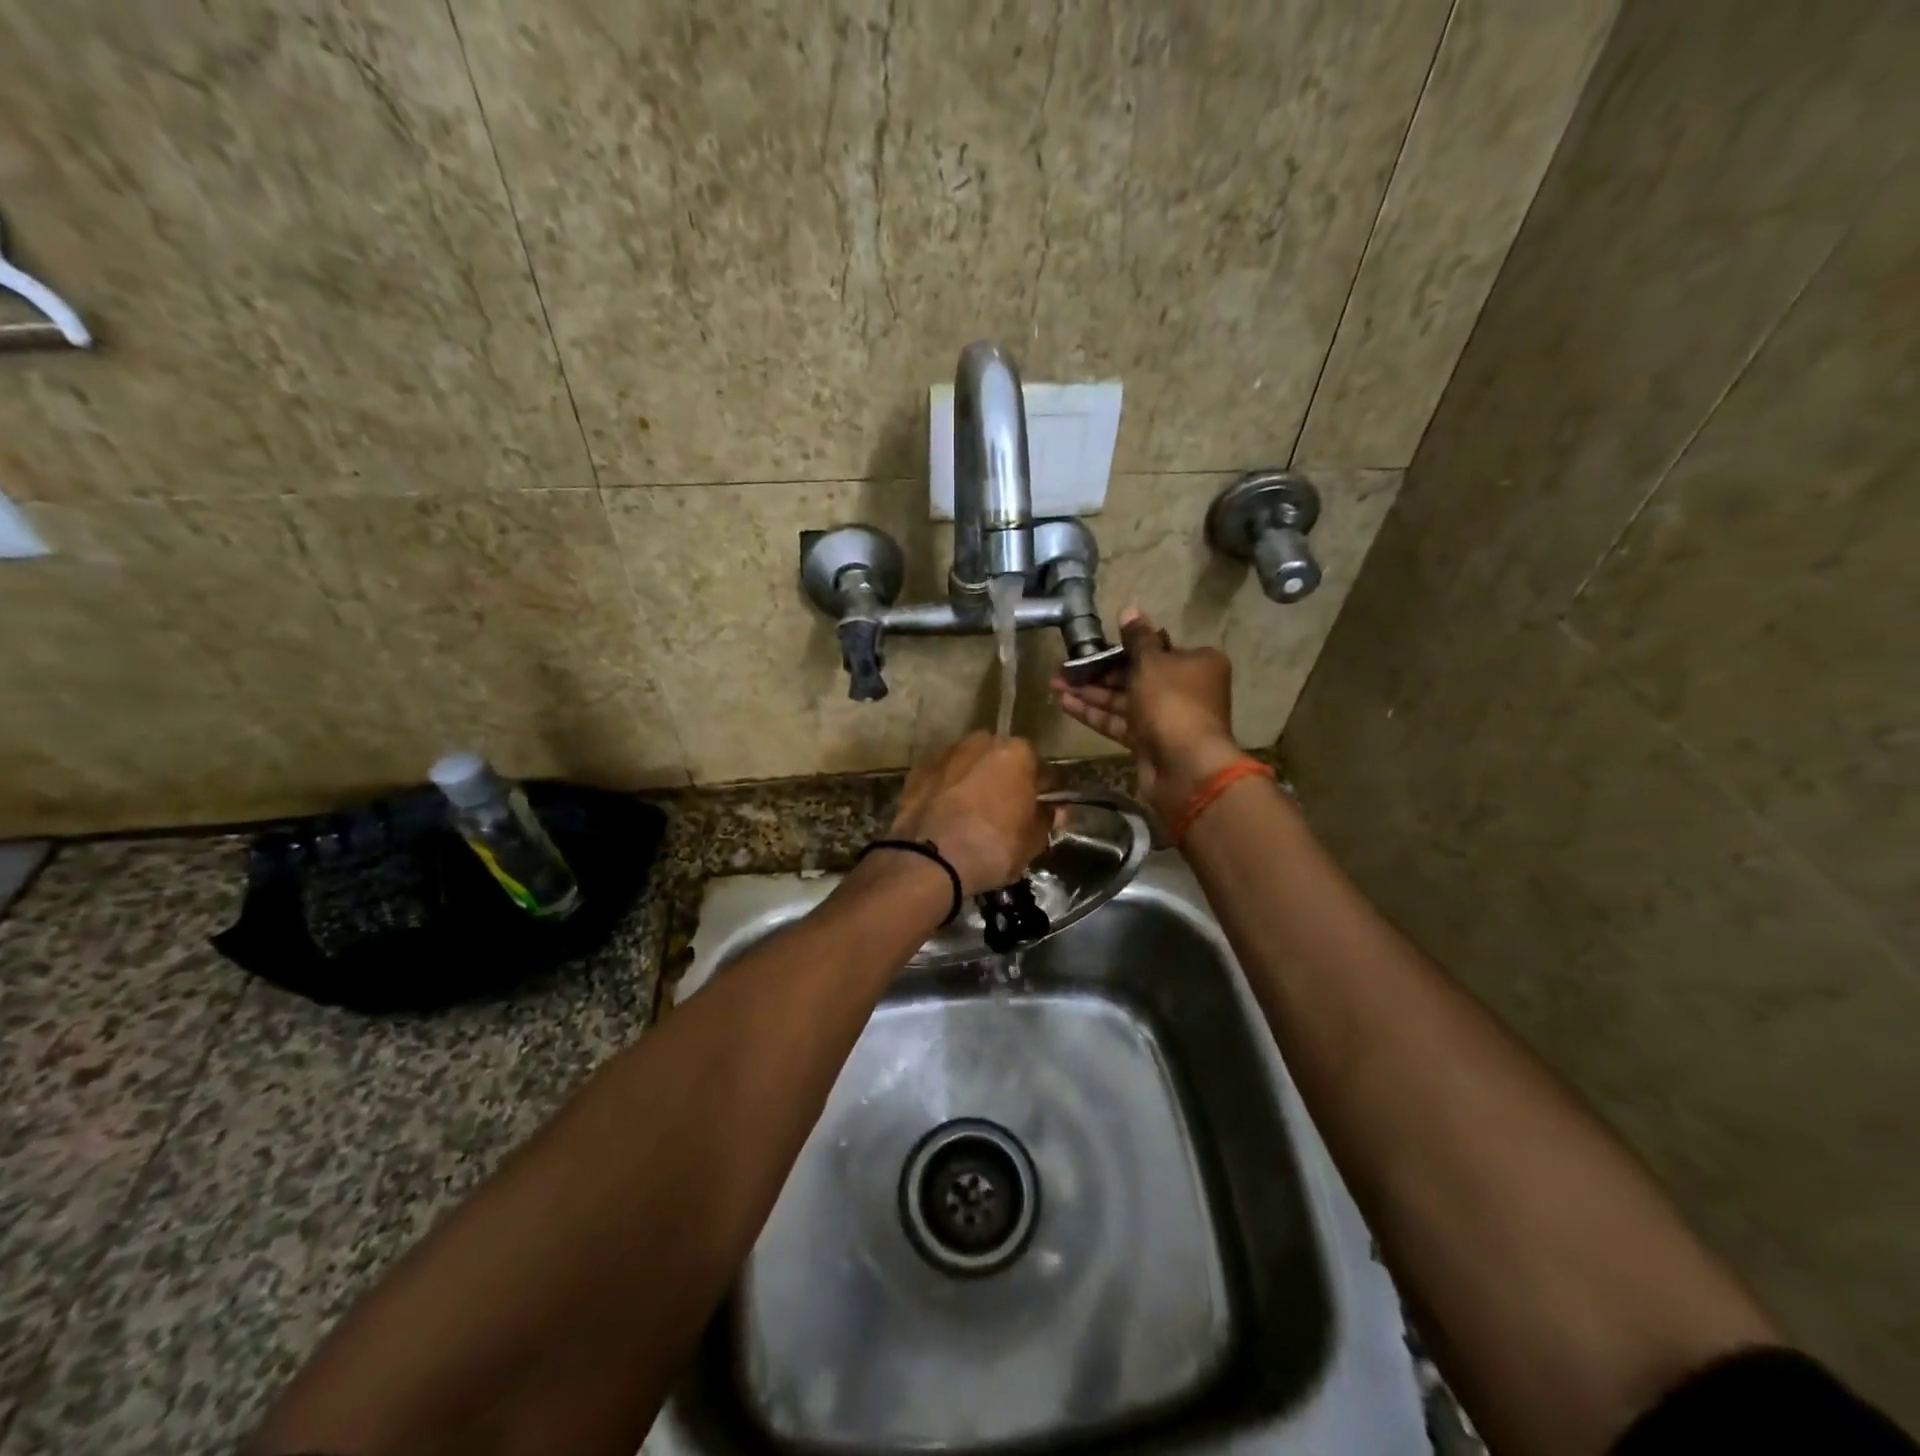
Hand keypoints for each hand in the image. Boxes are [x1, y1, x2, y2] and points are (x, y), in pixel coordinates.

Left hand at [889, 732, 1050, 895]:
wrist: (929, 859)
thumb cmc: (992, 848)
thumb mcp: (1032, 842)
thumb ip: (1046, 820)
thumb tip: (1055, 810)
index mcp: (1018, 753)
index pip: (1044, 771)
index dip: (1048, 792)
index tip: (1047, 808)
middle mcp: (983, 742)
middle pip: (1004, 761)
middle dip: (1008, 780)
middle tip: (1008, 811)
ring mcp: (947, 753)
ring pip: (971, 765)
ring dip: (976, 781)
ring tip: (974, 812)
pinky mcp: (919, 769)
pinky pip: (945, 778)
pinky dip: (949, 790)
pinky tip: (948, 814)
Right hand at [1050, 607, 1244, 824]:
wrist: (1185, 766)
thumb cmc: (1172, 702)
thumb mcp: (1152, 662)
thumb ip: (1136, 638)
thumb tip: (1130, 608)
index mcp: (1196, 663)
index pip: (1156, 649)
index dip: (1123, 647)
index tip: (1094, 646)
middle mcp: (1184, 689)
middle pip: (1136, 675)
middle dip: (1099, 672)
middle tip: (1065, 668)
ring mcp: (1166, 718)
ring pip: (1124, 700)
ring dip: (1090, 692)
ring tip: (1054, 685)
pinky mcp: (1149, 742)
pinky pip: (1119, 722)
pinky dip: (1095, 714)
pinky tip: (1065, 704)